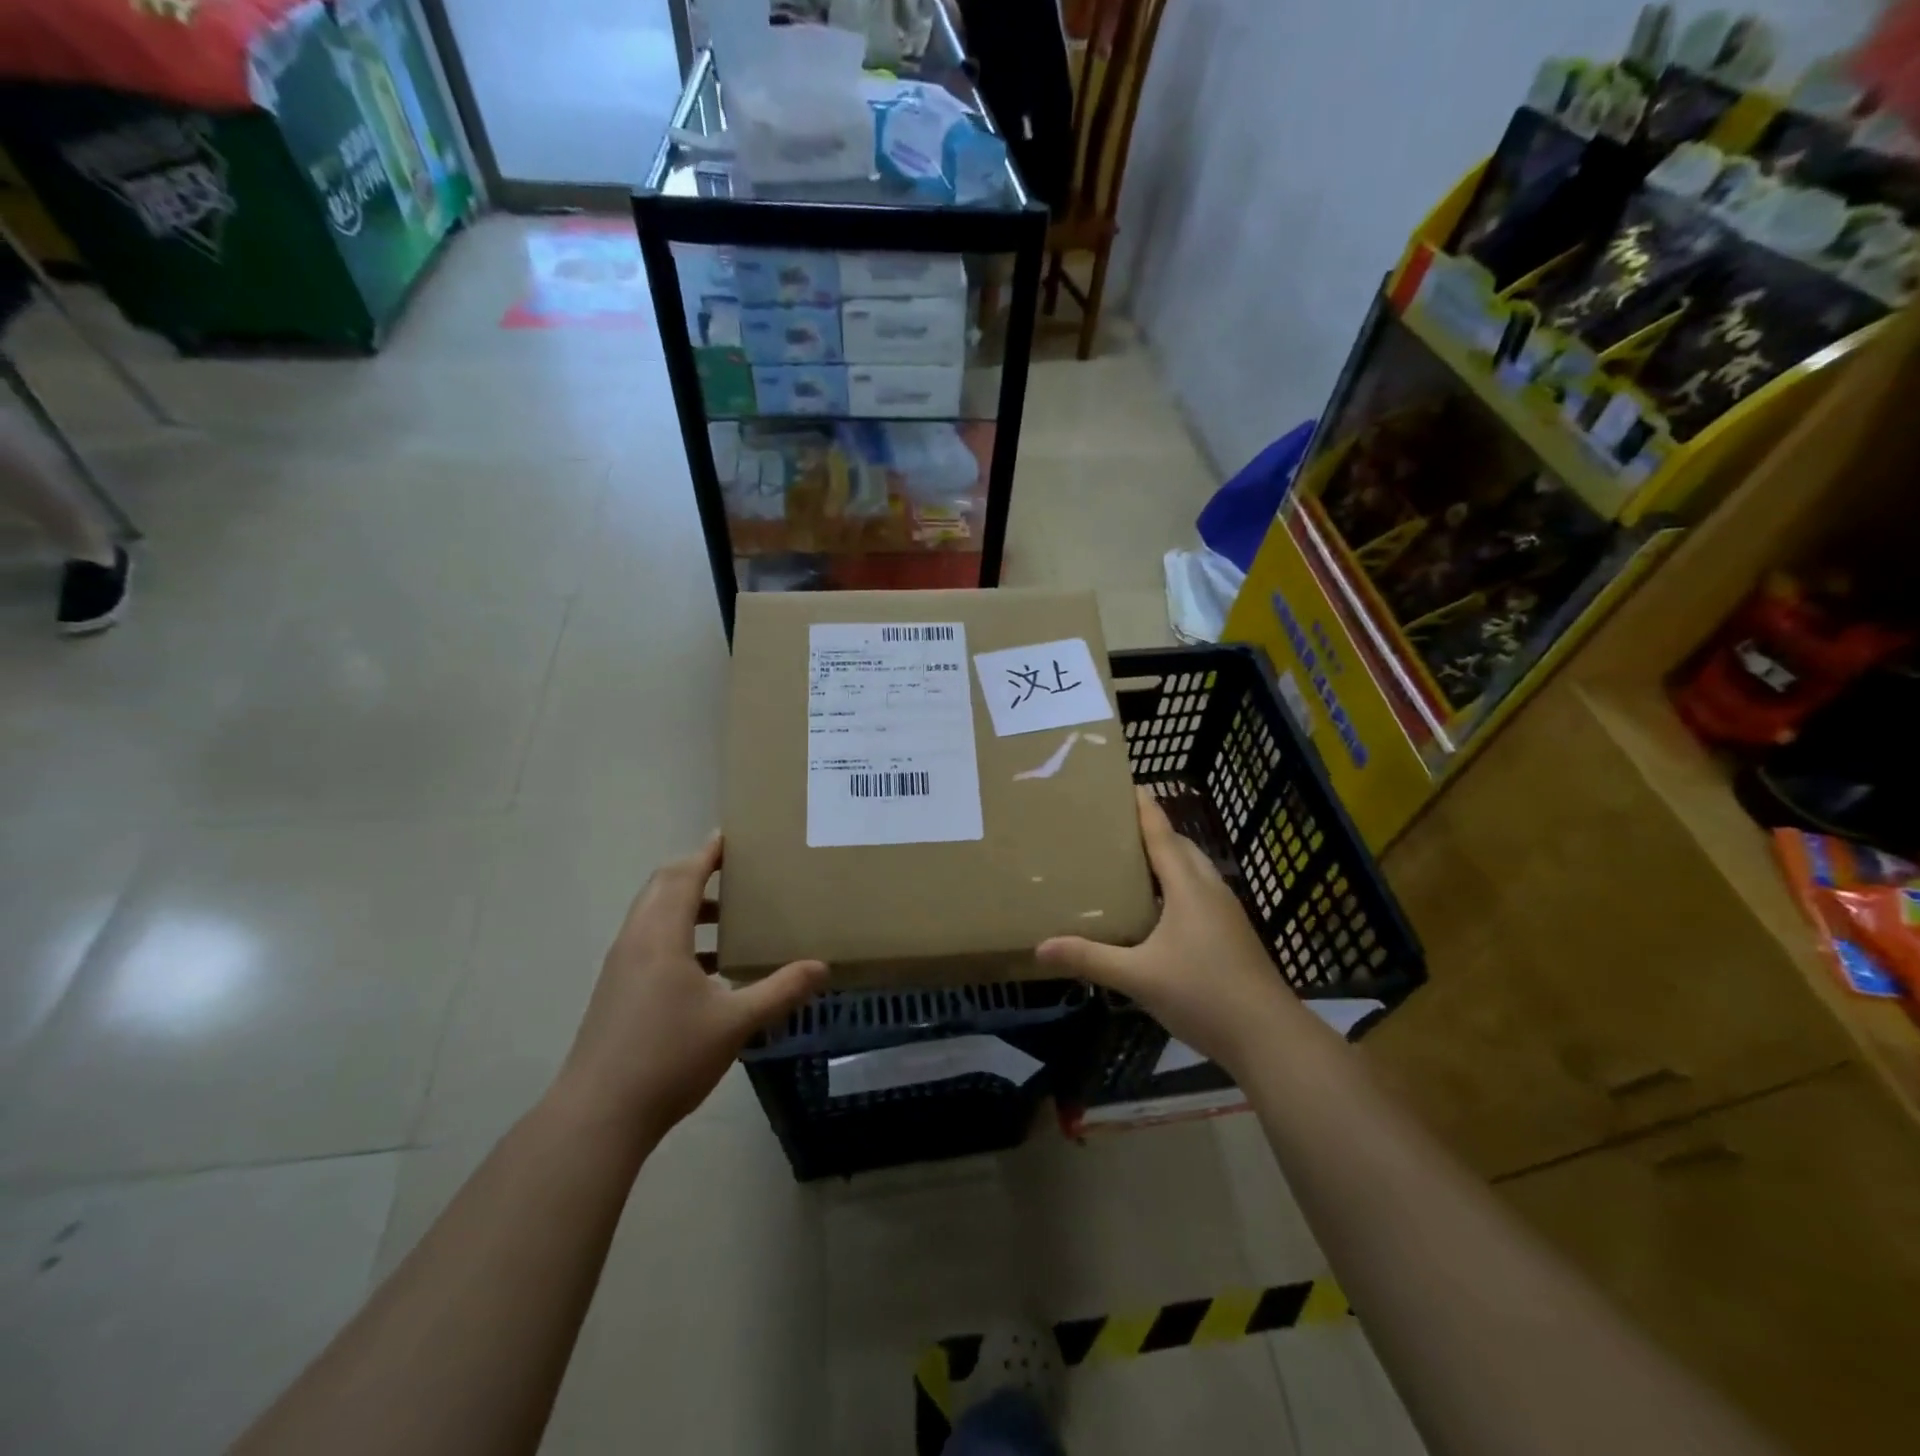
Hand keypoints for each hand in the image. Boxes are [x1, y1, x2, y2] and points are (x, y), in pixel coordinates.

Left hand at [553, 833, 827, 1145]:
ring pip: (653, 916)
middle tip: (735, 869)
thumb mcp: (735, 1023)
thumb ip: (780, 990)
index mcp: (660, 937)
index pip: (683, 876)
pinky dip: (678, 935)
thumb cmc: (668, 1058)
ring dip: (687, 905)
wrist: (598, 1116)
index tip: (731, 836)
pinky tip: (709, 968)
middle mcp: (635, 942)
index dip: (707, 853)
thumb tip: (823, 967)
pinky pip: (649, 941)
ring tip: (730, 917)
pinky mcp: (617, 992)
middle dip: (696, 871)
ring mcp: (621, 968)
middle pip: (662, 887)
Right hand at [1037, 788, 1291, 1072]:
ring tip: (1133, 862)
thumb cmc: (1202, 994)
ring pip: (1195, 871)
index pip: (1162, 835)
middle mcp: (1210, 890)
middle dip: (1154, 831)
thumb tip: (1040, 948)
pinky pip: (1201, 893)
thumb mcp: (1138, 977)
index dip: (1145, 808)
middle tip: (1117, 827)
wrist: (1269, 1037)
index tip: (1127, 783)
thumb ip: (1090, 959)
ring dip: (1169, 858)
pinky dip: (1178, 885)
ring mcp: (1227, 913)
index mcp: (1188, 888)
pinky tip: (1159, 909)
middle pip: (1182, 847)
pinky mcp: (1234, 934)